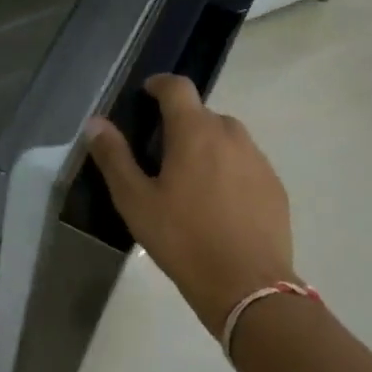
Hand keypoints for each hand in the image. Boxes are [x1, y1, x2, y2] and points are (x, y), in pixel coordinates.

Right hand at [84, 74, 295, 333]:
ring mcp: (258, 160)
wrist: (249, 287)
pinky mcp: (276, 187)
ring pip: (227, 138)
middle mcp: (230, 135)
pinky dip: (230, 170)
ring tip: (191, 181)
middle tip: (162, 155)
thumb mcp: (135, 201)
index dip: (159, 84)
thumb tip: (96, 122)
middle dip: (181, 124)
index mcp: (194, 131)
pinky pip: (246, 163)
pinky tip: (219, 204)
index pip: (177, 87)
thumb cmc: (183, 239)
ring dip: (207, 146)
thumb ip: (114, 157)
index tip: (146, 95)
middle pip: (202, 113)